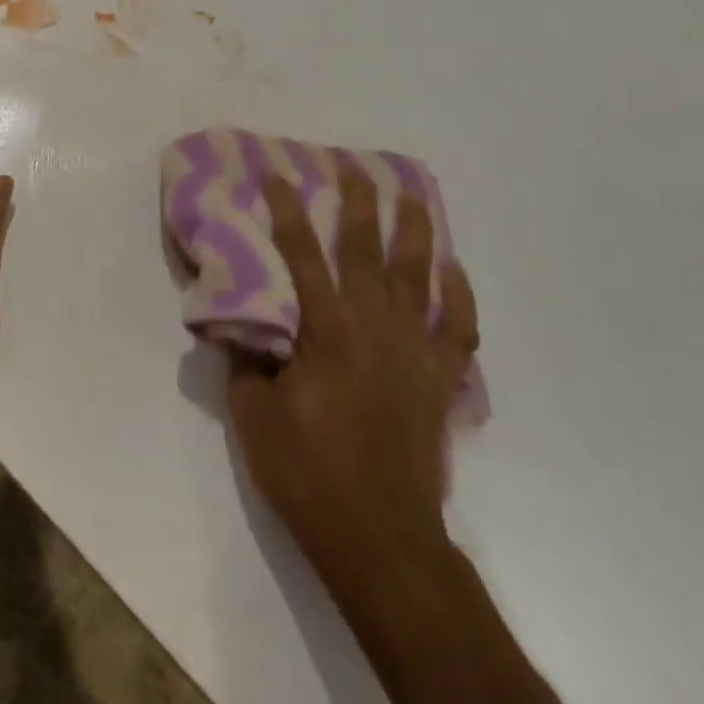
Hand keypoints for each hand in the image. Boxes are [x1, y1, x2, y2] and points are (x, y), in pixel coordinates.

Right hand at [228, 170, 479, 592]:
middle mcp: (375, 326)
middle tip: (354, 166)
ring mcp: (416, 350)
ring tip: (412, 196)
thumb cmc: (309, 474)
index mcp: (327, 329)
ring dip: (415, 232)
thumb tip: (243, 330)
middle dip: (358, 203)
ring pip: (420, 276)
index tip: (277, 174)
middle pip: (367, 250)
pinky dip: (461, 295)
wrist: (381, 537)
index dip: (287, 210)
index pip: (301, 254)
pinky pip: (460, 327)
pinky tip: (454, 270)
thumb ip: (246, 362)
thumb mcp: (253, 416)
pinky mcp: (441, 379)